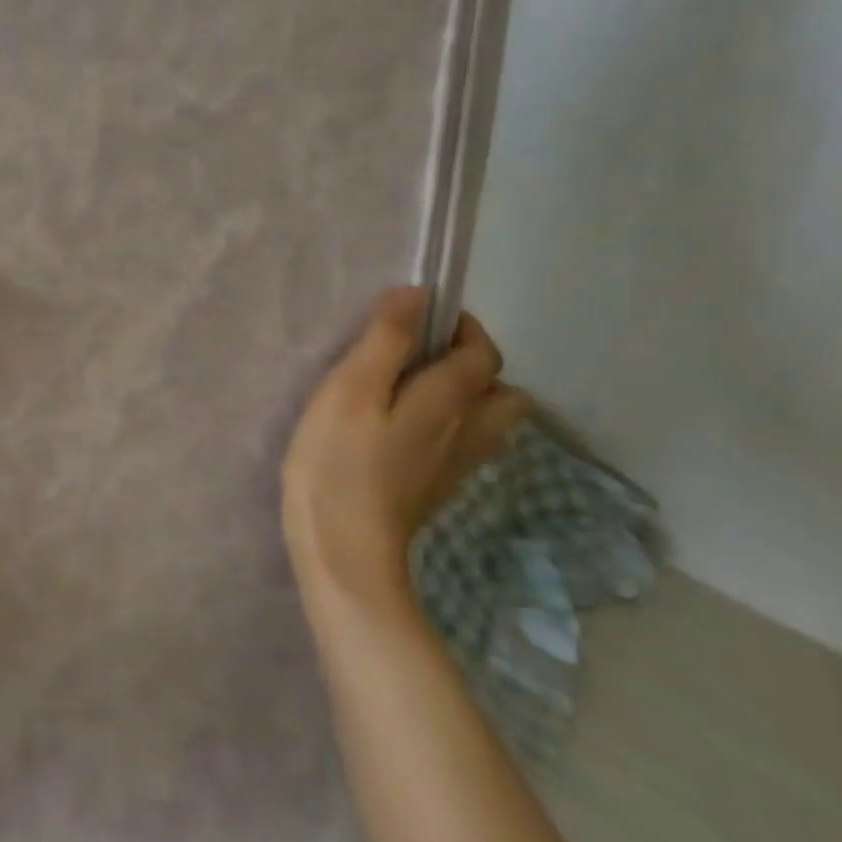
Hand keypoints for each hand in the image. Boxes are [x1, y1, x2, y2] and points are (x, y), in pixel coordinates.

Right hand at [282, 287, 528, 614]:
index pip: (482, 353)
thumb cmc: (339, 459)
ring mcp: (454, 466)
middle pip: (501, 392)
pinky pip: (461, 445)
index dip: (461, 327)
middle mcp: (467, 432)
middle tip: (420, 355)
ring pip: (486, 422)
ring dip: (464, 397)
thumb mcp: (351, 388)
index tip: (420, 316)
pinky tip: (402, 427)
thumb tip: (418, 294)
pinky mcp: (433, 488)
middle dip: (473, 365)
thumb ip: (386, 339)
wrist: (342, 547)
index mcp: (451, 400)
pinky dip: (447, 426)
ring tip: (412, 387)